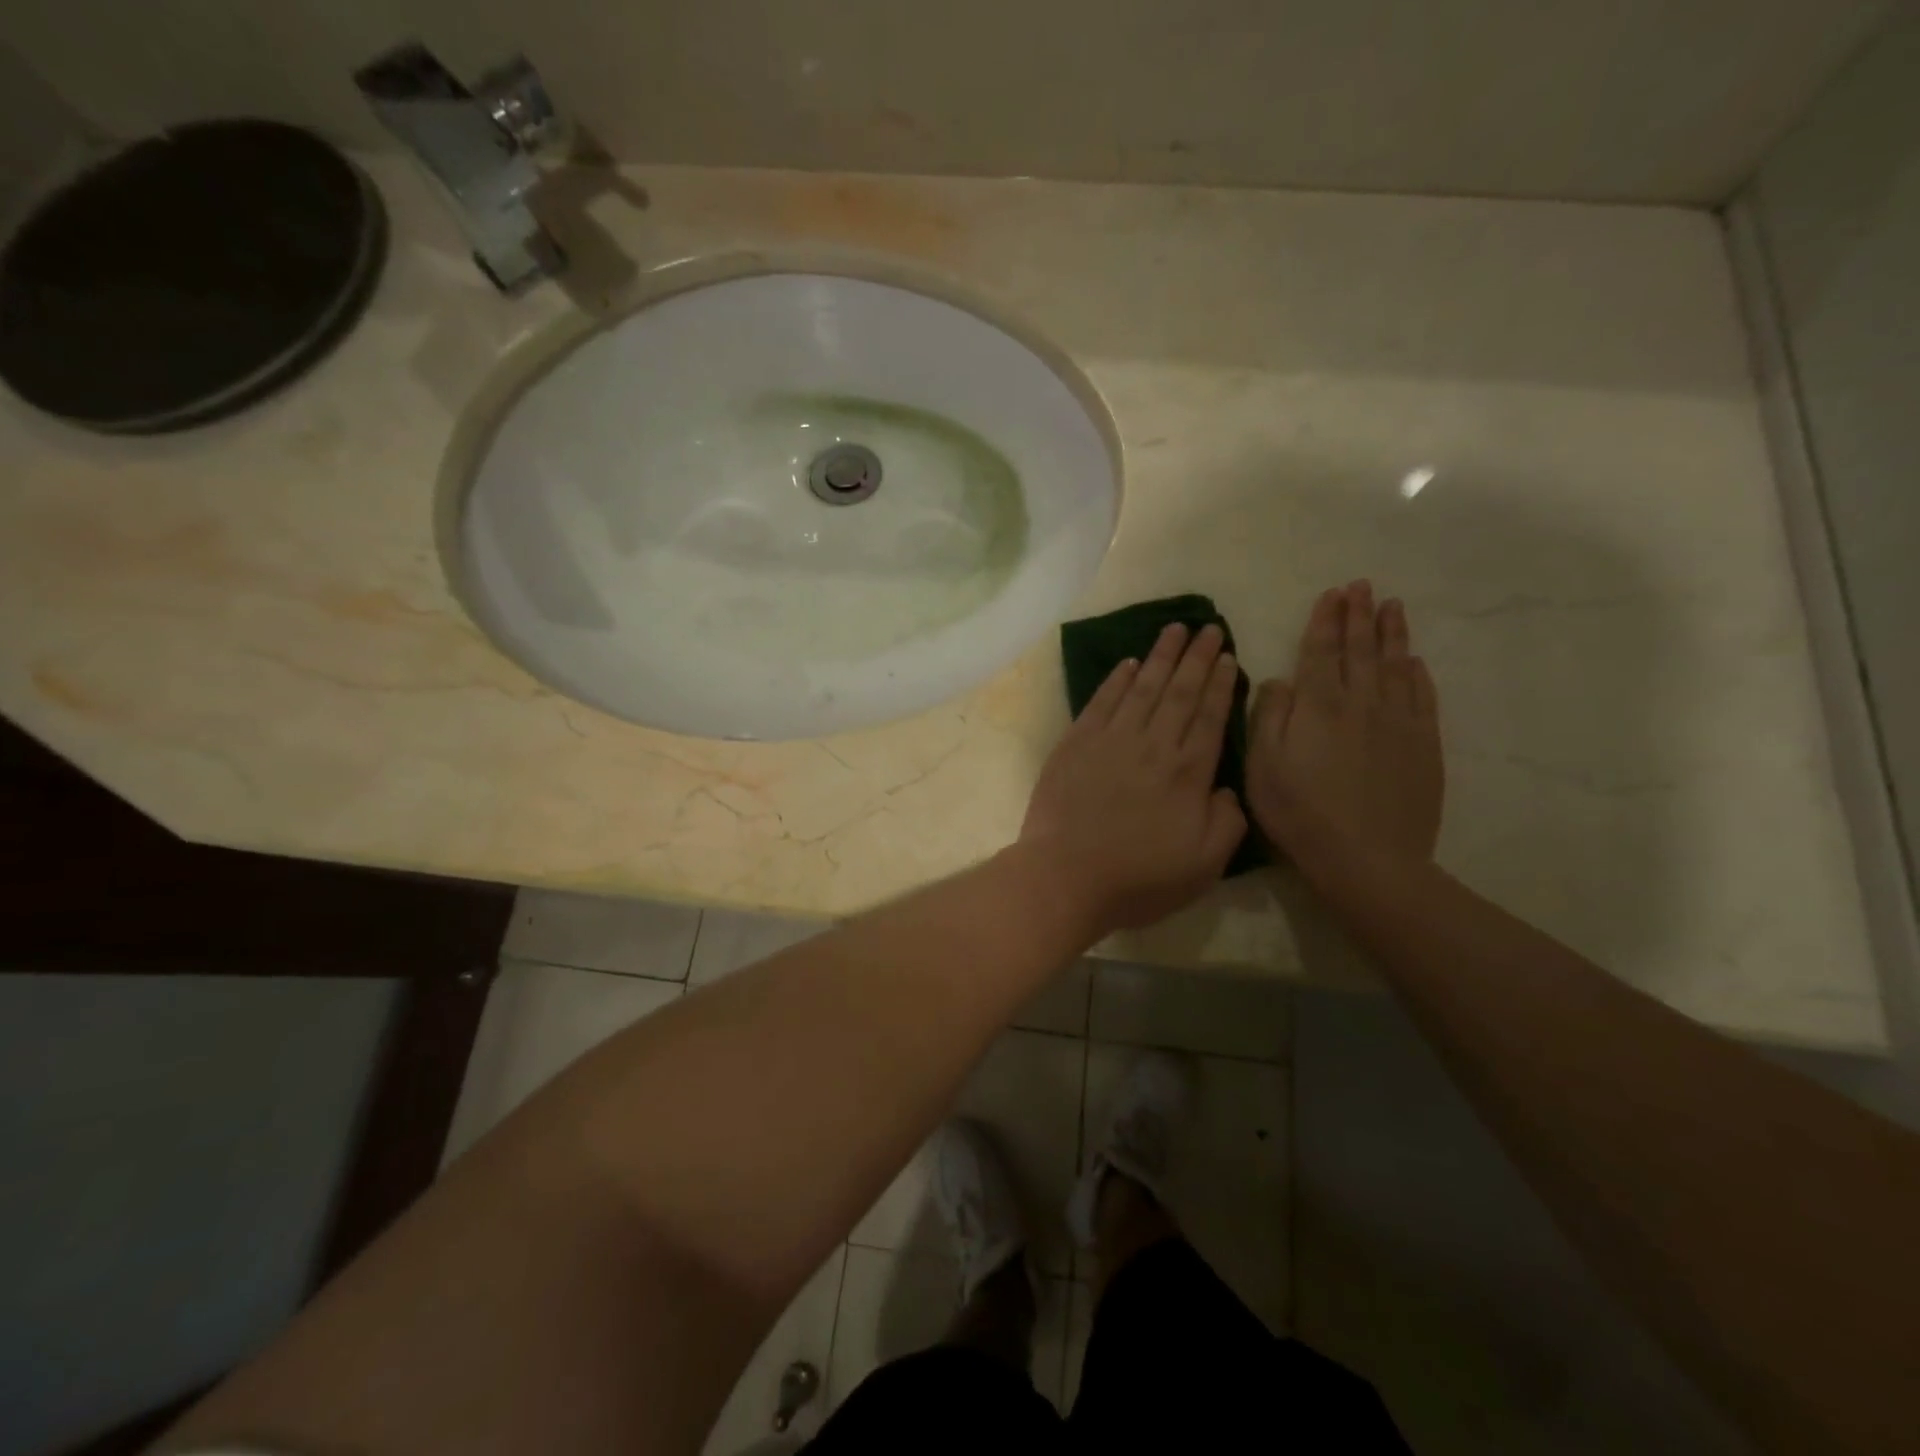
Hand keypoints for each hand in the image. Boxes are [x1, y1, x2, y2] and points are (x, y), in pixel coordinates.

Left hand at [1020, 622, 1247, 934]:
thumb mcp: (1205, 865)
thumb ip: (1228, 822)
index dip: (1220, 684)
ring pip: (1142, 688)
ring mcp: (1110, 740)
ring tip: (1174, 629)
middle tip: (1208, 627)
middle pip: (1179, 692)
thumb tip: (1226, 788)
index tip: (1228, 656)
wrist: (1066, 876)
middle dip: (1196, 657)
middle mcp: (1152, 745)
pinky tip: (1128, 663)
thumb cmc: (1139, 878)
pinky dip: (1116, 679)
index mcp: (1187, 772)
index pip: (1210, 716)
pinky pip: (1101, 701)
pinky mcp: (1076, 744)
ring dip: (1160, 656)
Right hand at [1247, 581, 1443, 867]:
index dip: (1325, 620)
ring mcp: (1398, 722)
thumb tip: (1280, 679)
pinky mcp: (1423, 745)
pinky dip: (1417, 674)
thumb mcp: (1262, 765)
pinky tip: (1413, 661)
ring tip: (1391, 606)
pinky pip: (1423, 697)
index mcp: (1318, 705)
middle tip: (1361, 586)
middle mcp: (1361, 702)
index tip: (1332, 594)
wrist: (1366, 857)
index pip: (1321, 651)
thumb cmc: (1300, 812)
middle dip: (1359, 615)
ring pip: (1394, 665)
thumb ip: (1269, 715)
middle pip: (1360, 650)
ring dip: (1391, 633)